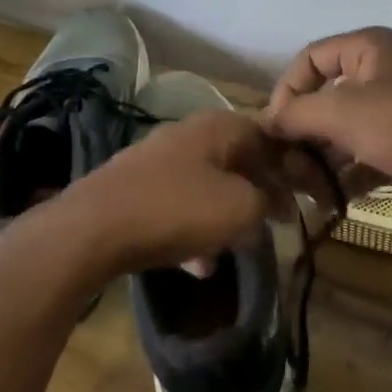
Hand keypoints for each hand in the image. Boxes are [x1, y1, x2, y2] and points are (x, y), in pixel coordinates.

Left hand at [43, 110, 288, 277]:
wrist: (91, 230)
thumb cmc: (177, 210)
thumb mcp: (240, 209)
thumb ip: (267, 202)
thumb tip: (272, 203)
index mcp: (218, 126)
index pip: (268, 136)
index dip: (290, 167)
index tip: (301, 199)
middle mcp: (188, 134)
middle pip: (237, 161)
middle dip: (257, 194)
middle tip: (272, 223)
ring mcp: (157, 161)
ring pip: (207, 186)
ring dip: (224, 217)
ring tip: (233, 250)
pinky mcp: (134, 189)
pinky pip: (177, 206)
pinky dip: (192, 230)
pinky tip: (195, 265)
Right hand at [263, 27, 391, 224]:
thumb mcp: (341, 113)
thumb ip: (296, 113)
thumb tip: (266, 122)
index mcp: (368, 48)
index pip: (310, 58)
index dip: (287, 90)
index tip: (273, 128)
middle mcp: (382, 71)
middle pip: (326, 96)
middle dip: (303, 132)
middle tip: (285, 166)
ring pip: (345, 129)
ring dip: (321, 158)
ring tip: (304, 188)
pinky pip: (365, 152)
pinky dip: (347, 173)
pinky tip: (330, 199)